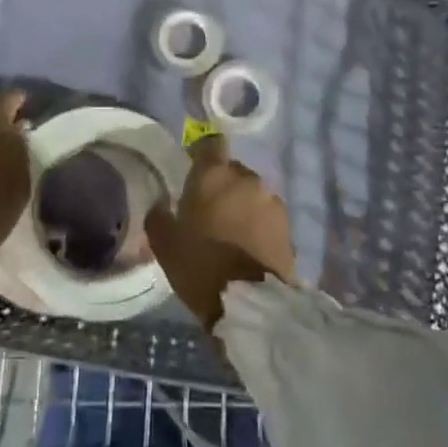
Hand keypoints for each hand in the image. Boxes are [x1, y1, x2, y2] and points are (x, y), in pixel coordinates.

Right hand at [144, 133, 295, 330]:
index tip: (192, 167)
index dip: (201, 152)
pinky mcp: (287, 225)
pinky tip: (246, 244)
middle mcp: (246, 178)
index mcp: (214, 174)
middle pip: (231, 170)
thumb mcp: (164, 242)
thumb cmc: (199, 264)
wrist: (249, 303)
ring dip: (241, 204)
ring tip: (229, 230)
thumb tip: (162, 203)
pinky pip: (265, 214)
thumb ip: (159, 214)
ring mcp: (271, 200)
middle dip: (221, 184)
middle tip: (207, 209)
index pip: (210, 143)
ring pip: (251, 193)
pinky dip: (256, 223)